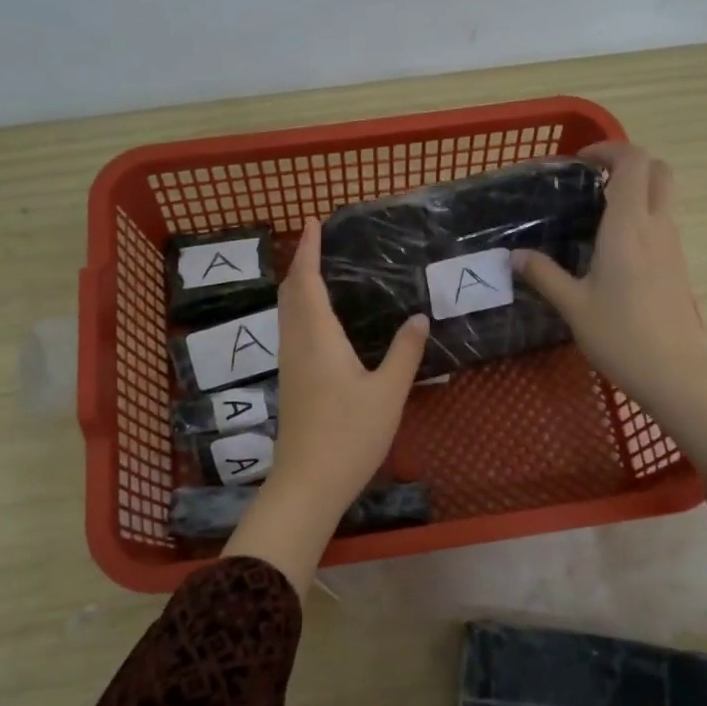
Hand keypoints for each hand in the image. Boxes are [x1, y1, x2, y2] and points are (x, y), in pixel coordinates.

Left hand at [221, 218, 427, 591]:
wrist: (308, 483)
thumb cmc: (349, 435)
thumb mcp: (388, 392)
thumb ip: (405, 352)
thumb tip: (419, 317)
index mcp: (318, 337)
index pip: (307, 281)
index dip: (309, 249)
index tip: (313, 222)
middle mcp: (297, 344)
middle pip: (290, 293)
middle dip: (301, 264)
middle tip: (318, 243)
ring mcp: (289, 365)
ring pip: (287, 313)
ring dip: (298, 287)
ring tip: (318, 273)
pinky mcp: (291, 384)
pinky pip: (291, 332)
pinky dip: (300, 311)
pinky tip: (319, 323)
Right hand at [514, 143, 706, 465]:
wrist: (675, 371)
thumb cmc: (620, 335)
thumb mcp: (573, 306)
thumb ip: (544, 275)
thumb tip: (516, 256)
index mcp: (628, 226)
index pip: (633, 162)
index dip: (609, 149)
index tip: (581, 162)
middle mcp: (656, 226)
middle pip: (658, 170)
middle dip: (629, 164)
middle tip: (594, 181)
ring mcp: (673, 246)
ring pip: (663, 197)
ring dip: (636, 191)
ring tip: (596, 215)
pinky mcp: (678, 265)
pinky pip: (662, 224)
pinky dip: (641, 217)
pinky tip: (612, 249)